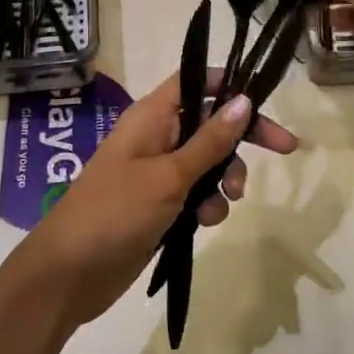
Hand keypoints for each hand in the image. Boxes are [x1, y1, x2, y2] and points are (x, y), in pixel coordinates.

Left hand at [4, 71, 299, 330]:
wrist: (69, 273)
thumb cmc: (116, 211)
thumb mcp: (170, 175)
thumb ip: (210, 140)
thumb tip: (245, 100)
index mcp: (152, 115)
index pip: (197, 80)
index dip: (230, 84)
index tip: (264, 100)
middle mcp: (156, 135)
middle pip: (210, 121)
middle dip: (241, 138)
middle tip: (284, 149)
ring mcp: (156, 170)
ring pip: (207, 160)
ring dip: (225, 177)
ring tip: (226, 202)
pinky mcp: (158, 203)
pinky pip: (195, 191)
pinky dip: (207, 203)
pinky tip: (205, 223)